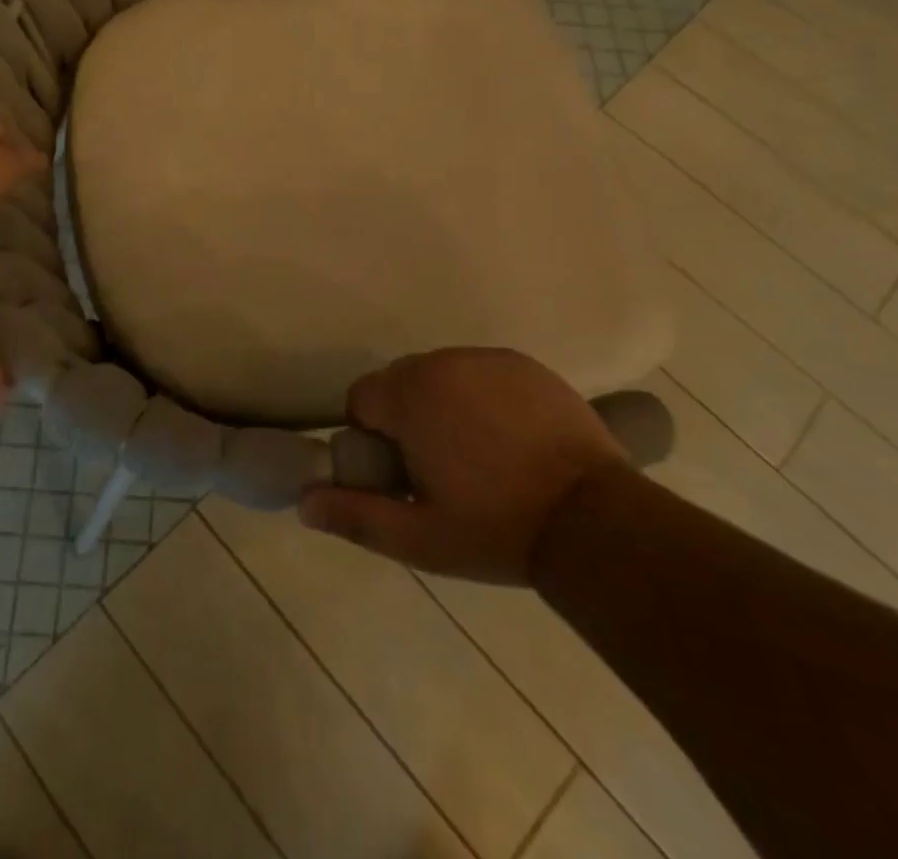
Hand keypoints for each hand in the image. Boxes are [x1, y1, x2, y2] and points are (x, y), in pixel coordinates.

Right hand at [299, 348, 628, 584]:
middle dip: (407, 417)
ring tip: (477, 454)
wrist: (594, 520)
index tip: (402, 473)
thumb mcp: (420, 538)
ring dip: (443, 404)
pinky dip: (481, 396)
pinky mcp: (524, 364)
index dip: (373, 437)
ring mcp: (487, 359)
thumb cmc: (497, 528)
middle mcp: (443, 363)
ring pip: (440, 374)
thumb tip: (303, 502)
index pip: (363, 399)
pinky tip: (509, 437)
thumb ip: (356, 516)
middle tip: (439, 467)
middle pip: (400, 382)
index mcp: (411, 396)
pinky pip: (480, 372)